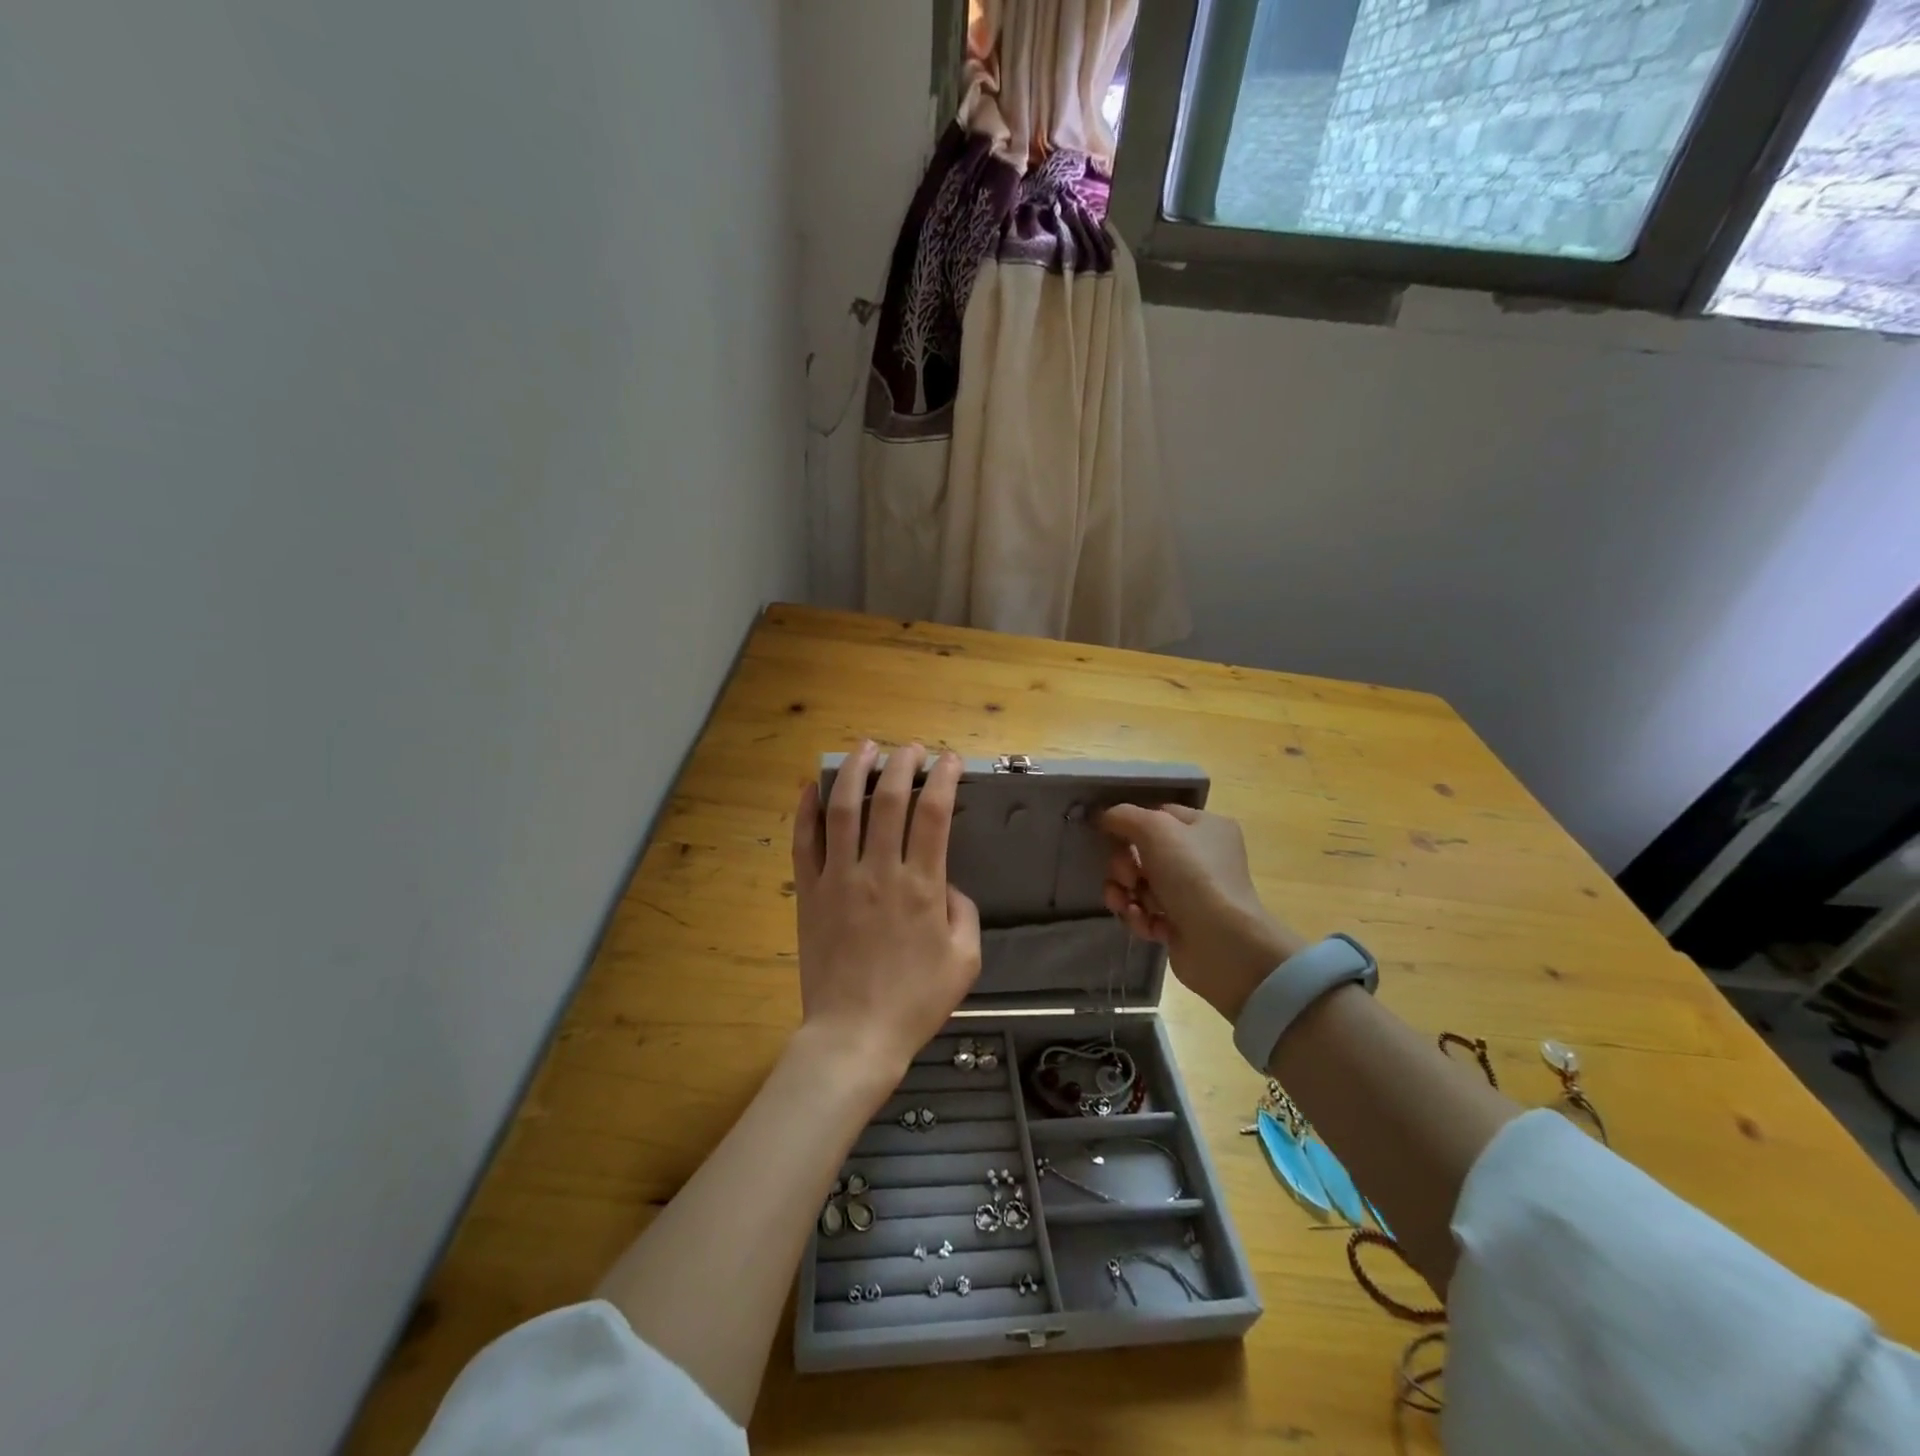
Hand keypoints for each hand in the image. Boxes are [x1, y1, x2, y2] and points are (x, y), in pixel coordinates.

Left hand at [792, 741, 981, 1081]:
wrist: (854, 1035)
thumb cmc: (915, 1001)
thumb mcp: (965, 960)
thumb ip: (963, 912)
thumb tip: (946, 883)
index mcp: (922, 887)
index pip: (934, 815)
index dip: (943, 779)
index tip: (949, 760)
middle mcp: (879, 873)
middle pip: (889, 801)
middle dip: (901, 765)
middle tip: (909, 748)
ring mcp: (839, 880)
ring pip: (843, 811)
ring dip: (854, 773)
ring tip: (863, 748)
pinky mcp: (809, 894)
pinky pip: (804, 843)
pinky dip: (807, 811)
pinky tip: (812, 788)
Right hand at [1098, 804, 1306, 1022]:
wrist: (1222, 943)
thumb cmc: (1192, 875)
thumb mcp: (1155, 829)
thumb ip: (1124, 816)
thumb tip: (1104, 817)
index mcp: (1206, 827)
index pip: (1158, 815)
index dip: (1131, 824)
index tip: (1108, 835)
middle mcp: (1202, 858)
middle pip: (1144, 852)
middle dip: (1124, 866)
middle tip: (1127, 878)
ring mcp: (1193, 894)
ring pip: (1140, 885)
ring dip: (1125, 894)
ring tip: (1126, 904)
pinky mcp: (1182, 925)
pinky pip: (1147, 913)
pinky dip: (1140, 917)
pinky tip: (1144, 923)